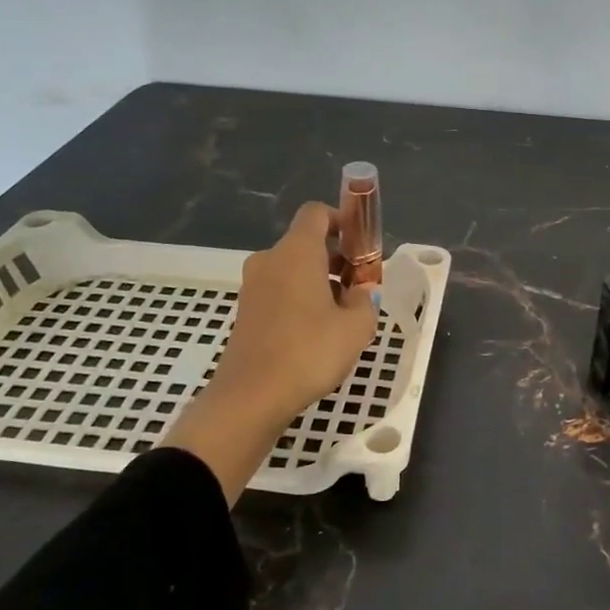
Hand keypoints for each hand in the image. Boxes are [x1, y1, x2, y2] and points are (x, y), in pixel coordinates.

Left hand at [167, 203, 380, 500]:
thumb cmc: (309, 352)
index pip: (316, 213)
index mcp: (297, 251)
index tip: (361, 246)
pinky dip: (299, 300)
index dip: (342, 220)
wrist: (251, 397)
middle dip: (337, 258)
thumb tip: (357, 292)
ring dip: (319, 282)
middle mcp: (270, 259)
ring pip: (293, 269)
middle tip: (360, 289)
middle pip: (306, 243)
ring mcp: (252, 285)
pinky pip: (279, 291)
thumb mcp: (356, 327)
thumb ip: (364, 300)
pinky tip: (316, 333)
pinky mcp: (245, 311)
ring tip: (341, 317)